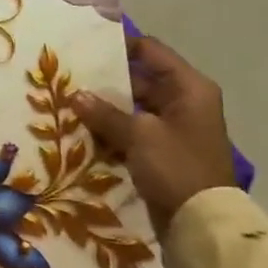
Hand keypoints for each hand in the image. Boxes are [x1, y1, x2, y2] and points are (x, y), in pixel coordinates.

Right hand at [71, 36, 237, 235]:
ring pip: (130, 107)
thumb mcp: (139, 135)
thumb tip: (76, 95)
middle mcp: (183, 102)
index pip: (151, 51)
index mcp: (189, 88)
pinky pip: (130, 130)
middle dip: (104, 80)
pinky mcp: (161, 151)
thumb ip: (105, 113)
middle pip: (138, 79)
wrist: (201, 223)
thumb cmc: (177, 167)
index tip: (84, 45)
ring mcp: (172, 127)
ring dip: (103, 107)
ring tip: (66, 103)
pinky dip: (109, 129)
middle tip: (66, 77)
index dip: (119, 45)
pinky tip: (80, 129)